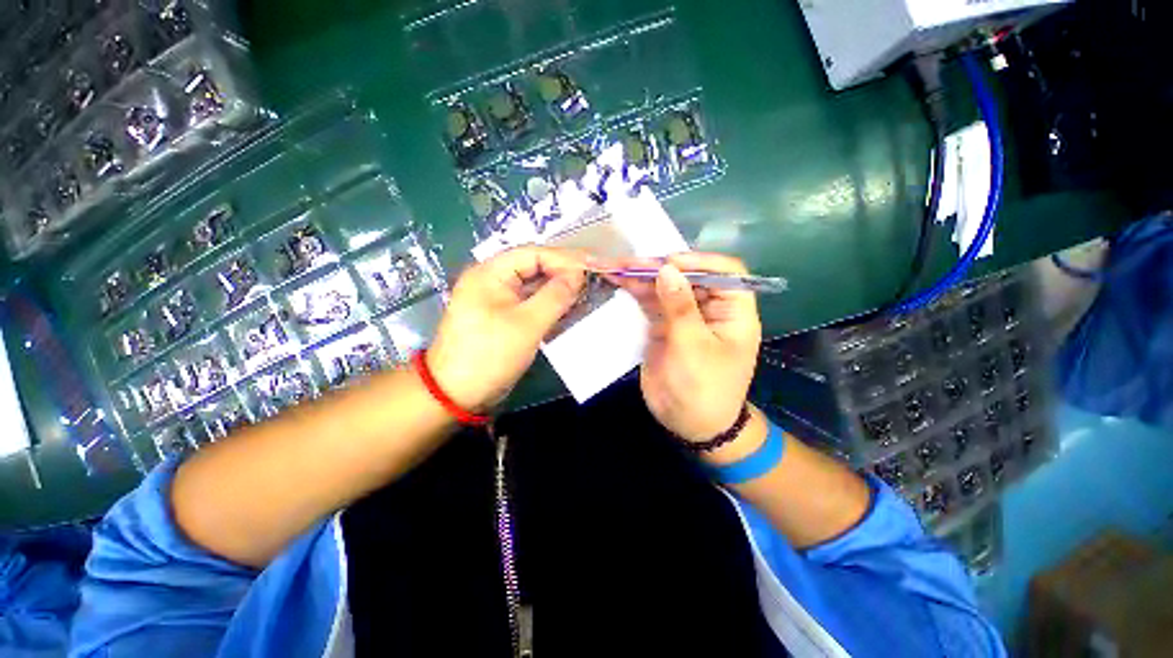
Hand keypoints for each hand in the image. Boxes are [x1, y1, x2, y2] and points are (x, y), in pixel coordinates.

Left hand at [427, 246, 586, 411]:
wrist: (456, 393)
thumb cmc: (490, 355)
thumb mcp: (527, 324)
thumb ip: (555, 296)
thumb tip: (577, 274)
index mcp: (490, 272)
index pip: (533, 254)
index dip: (565, 259)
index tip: (592, 267)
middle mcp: (491, 279)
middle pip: (533, 267)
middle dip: (563, 272)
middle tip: (592, 278)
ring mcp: (495, 298)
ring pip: (532, 285)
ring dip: (557, 288)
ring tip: (585, 291)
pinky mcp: (501, 315)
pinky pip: (529, 301)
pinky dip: (548, 303)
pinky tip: (567, 307)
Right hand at [605, 253, 761, 442]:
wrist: (688, 424)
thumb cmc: (703, 388)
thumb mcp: (694, 347)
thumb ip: (680, 307)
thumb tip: (667, 269)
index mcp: (733, 312)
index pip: (725, 273)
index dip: (699, 262)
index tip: (670, 263)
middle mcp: (710, 309)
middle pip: (688, 277)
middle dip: (660, 268)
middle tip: (630, 263)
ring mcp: (684, 317)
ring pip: (666, 289)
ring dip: (642, 279)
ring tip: (616, 268)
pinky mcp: (664, 327)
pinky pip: (651, 305)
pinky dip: (636, 294)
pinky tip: (619, 282)